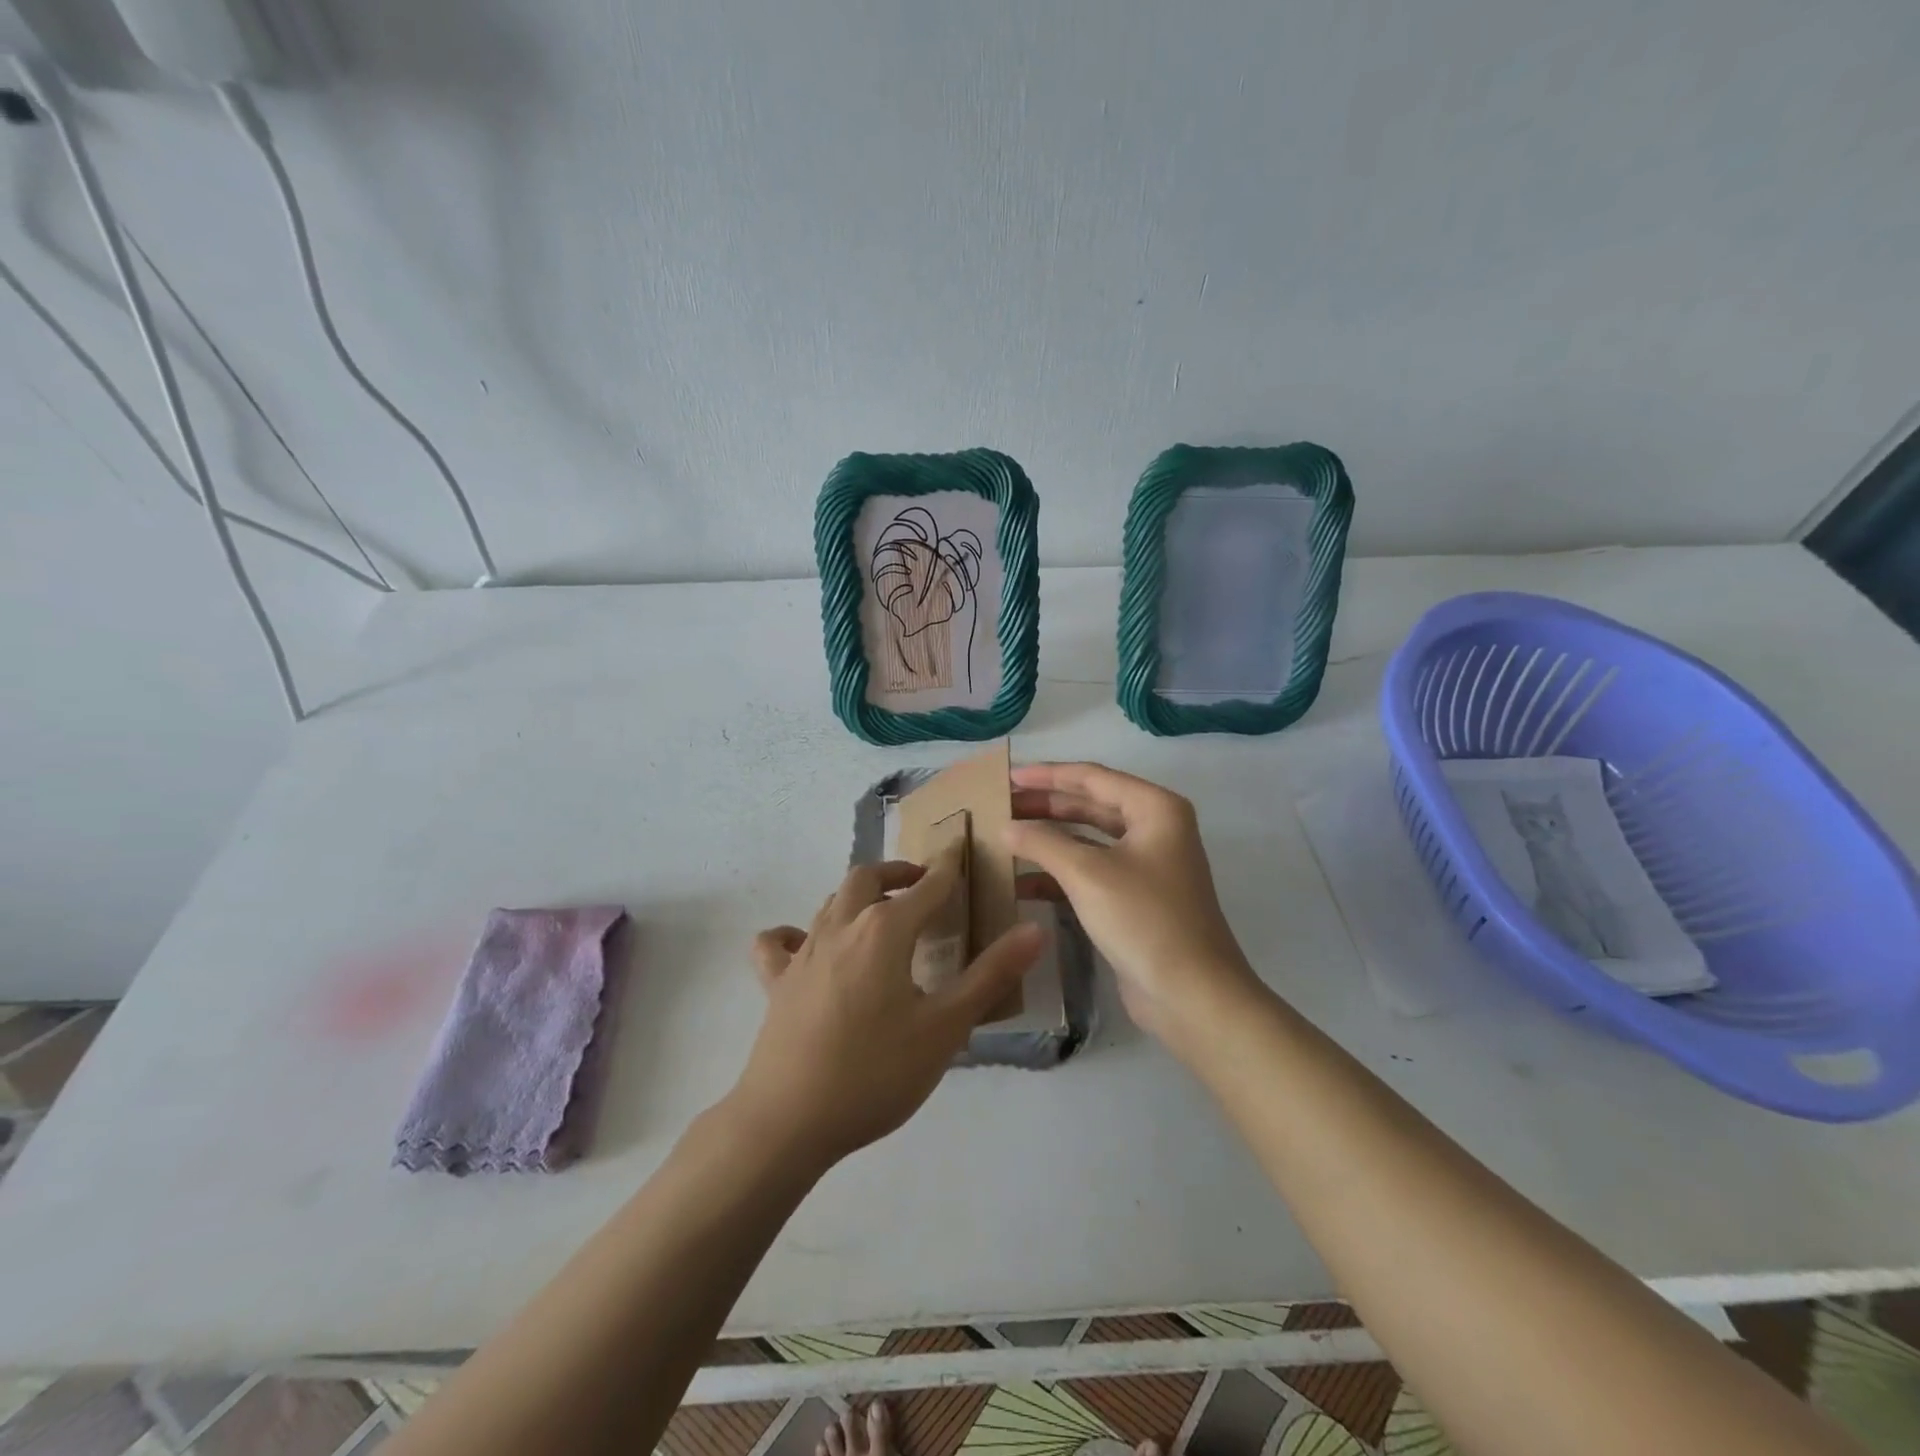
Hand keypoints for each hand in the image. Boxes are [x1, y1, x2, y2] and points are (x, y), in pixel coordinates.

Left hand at [734, 849, 1044, 1167]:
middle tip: (923, 886)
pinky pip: (778, 942)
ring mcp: (803, 952)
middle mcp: (841, 926)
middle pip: (867, 878)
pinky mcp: (775, 981)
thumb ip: (991, 975)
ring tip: (881, 916)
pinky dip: (793, 934)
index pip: (927, 886)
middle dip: (898, 874)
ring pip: (830, 902)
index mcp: (884, 931)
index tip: (959, 850)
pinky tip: (806, 948)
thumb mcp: (945, 1028)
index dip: (947, 868)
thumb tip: (1035, 929)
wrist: (788, 1121)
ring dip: (858, 897)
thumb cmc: (875, 1072)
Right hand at [1006, 762, 1260, 1047]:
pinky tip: (1021, 883)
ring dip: (1048, 839)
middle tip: (1000, 805)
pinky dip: (1059, 873)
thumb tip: (1005, 826)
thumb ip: (1042, 842)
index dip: (1046, 775)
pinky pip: (1091, 872)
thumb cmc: (1144, 919)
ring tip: (1005, 838)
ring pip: (1088, 840)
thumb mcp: (1088, 873)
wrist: (1192, 995)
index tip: (1007, 776)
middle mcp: (1155, 829)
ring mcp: (1146, 865)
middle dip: (1045, 805)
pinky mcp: (1135, 898)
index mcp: (1155, 809)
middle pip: (1090, 805)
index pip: (1092, 777)